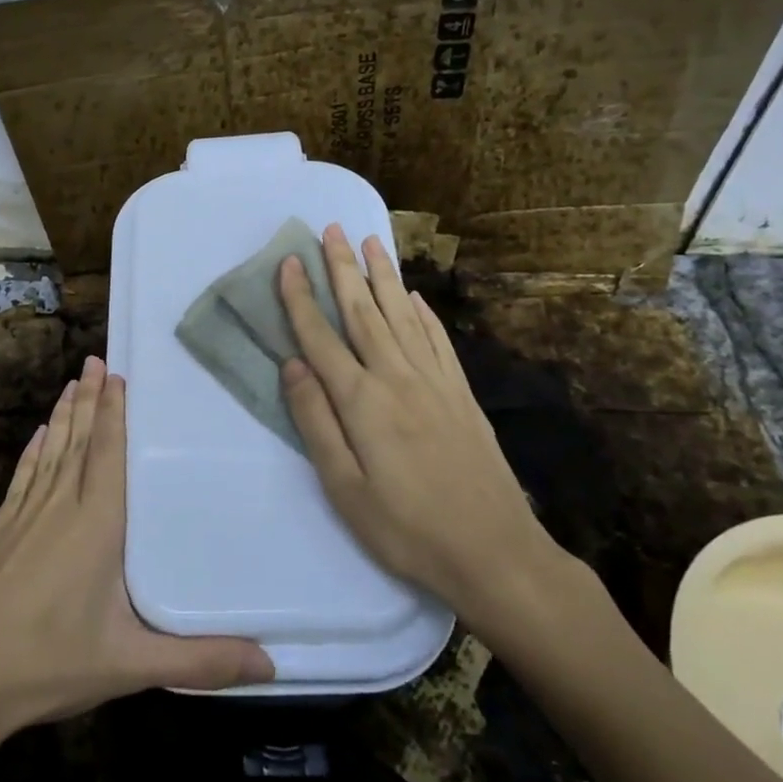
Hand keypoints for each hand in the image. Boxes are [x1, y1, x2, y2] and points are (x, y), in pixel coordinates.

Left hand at [0, 356, 274, 747]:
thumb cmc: (47, 664)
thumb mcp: (129, 666)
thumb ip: (199, 662)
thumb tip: (271, 665)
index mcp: (95, 526)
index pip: (107, 454)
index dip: (114, 413)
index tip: (118, 375)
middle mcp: (58, 508)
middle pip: (78, 441)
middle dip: (90, 399)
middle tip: (97, 360)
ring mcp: (22, 517)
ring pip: (49, 452)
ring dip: (63, 416)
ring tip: (73, 382)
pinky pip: (22, 478)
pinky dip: (33, 451)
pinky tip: (37, 436)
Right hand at [277, 225, 564, 633]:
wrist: (494, 551)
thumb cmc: (406, 529)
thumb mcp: (344, 488)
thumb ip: (316, 421)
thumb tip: (292, 365)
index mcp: (362, 401)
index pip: (321, 337)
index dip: (300, 298)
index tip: (288, 262)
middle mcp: (397, 377)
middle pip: (363, 311)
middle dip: (343, 268)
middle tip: (331, 229)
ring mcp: (435, 382)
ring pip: (402, 314)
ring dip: (383, 276)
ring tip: (370, 242)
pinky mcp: (461, 394)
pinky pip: (437, 338)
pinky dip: (423, 311)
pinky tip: (415, 295)